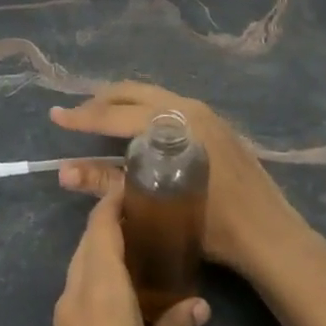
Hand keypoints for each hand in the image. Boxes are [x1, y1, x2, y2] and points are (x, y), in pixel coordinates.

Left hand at [45, 187, 208, 325]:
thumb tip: (192, 305)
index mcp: (98, 300)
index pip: (99, 231)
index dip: (114, 203)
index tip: (140, 187)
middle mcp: (71, 307)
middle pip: (86, 248)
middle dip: (112, 226)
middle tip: (154, 217)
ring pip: (79, 274)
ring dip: (105, 256)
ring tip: (148, 252)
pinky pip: (78, 301)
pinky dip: (99, 284)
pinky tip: (131, 298)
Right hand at [52, 82, 304, 275]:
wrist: (269, 233)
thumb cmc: (213, 223)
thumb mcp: (155, 203)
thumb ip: (108, 183)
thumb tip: (64, 173)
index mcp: (172, 123)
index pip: (115, 115)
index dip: (82, 117)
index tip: (56, 116)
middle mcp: (187, 108)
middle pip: (132, 93)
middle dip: (100, 102)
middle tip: (76, 117)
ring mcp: (204, 113)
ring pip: (151, 95)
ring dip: (122, 104)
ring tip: (100, 120)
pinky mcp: (214, 123)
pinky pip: (167, 105)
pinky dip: (143, 110)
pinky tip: (136, 130)